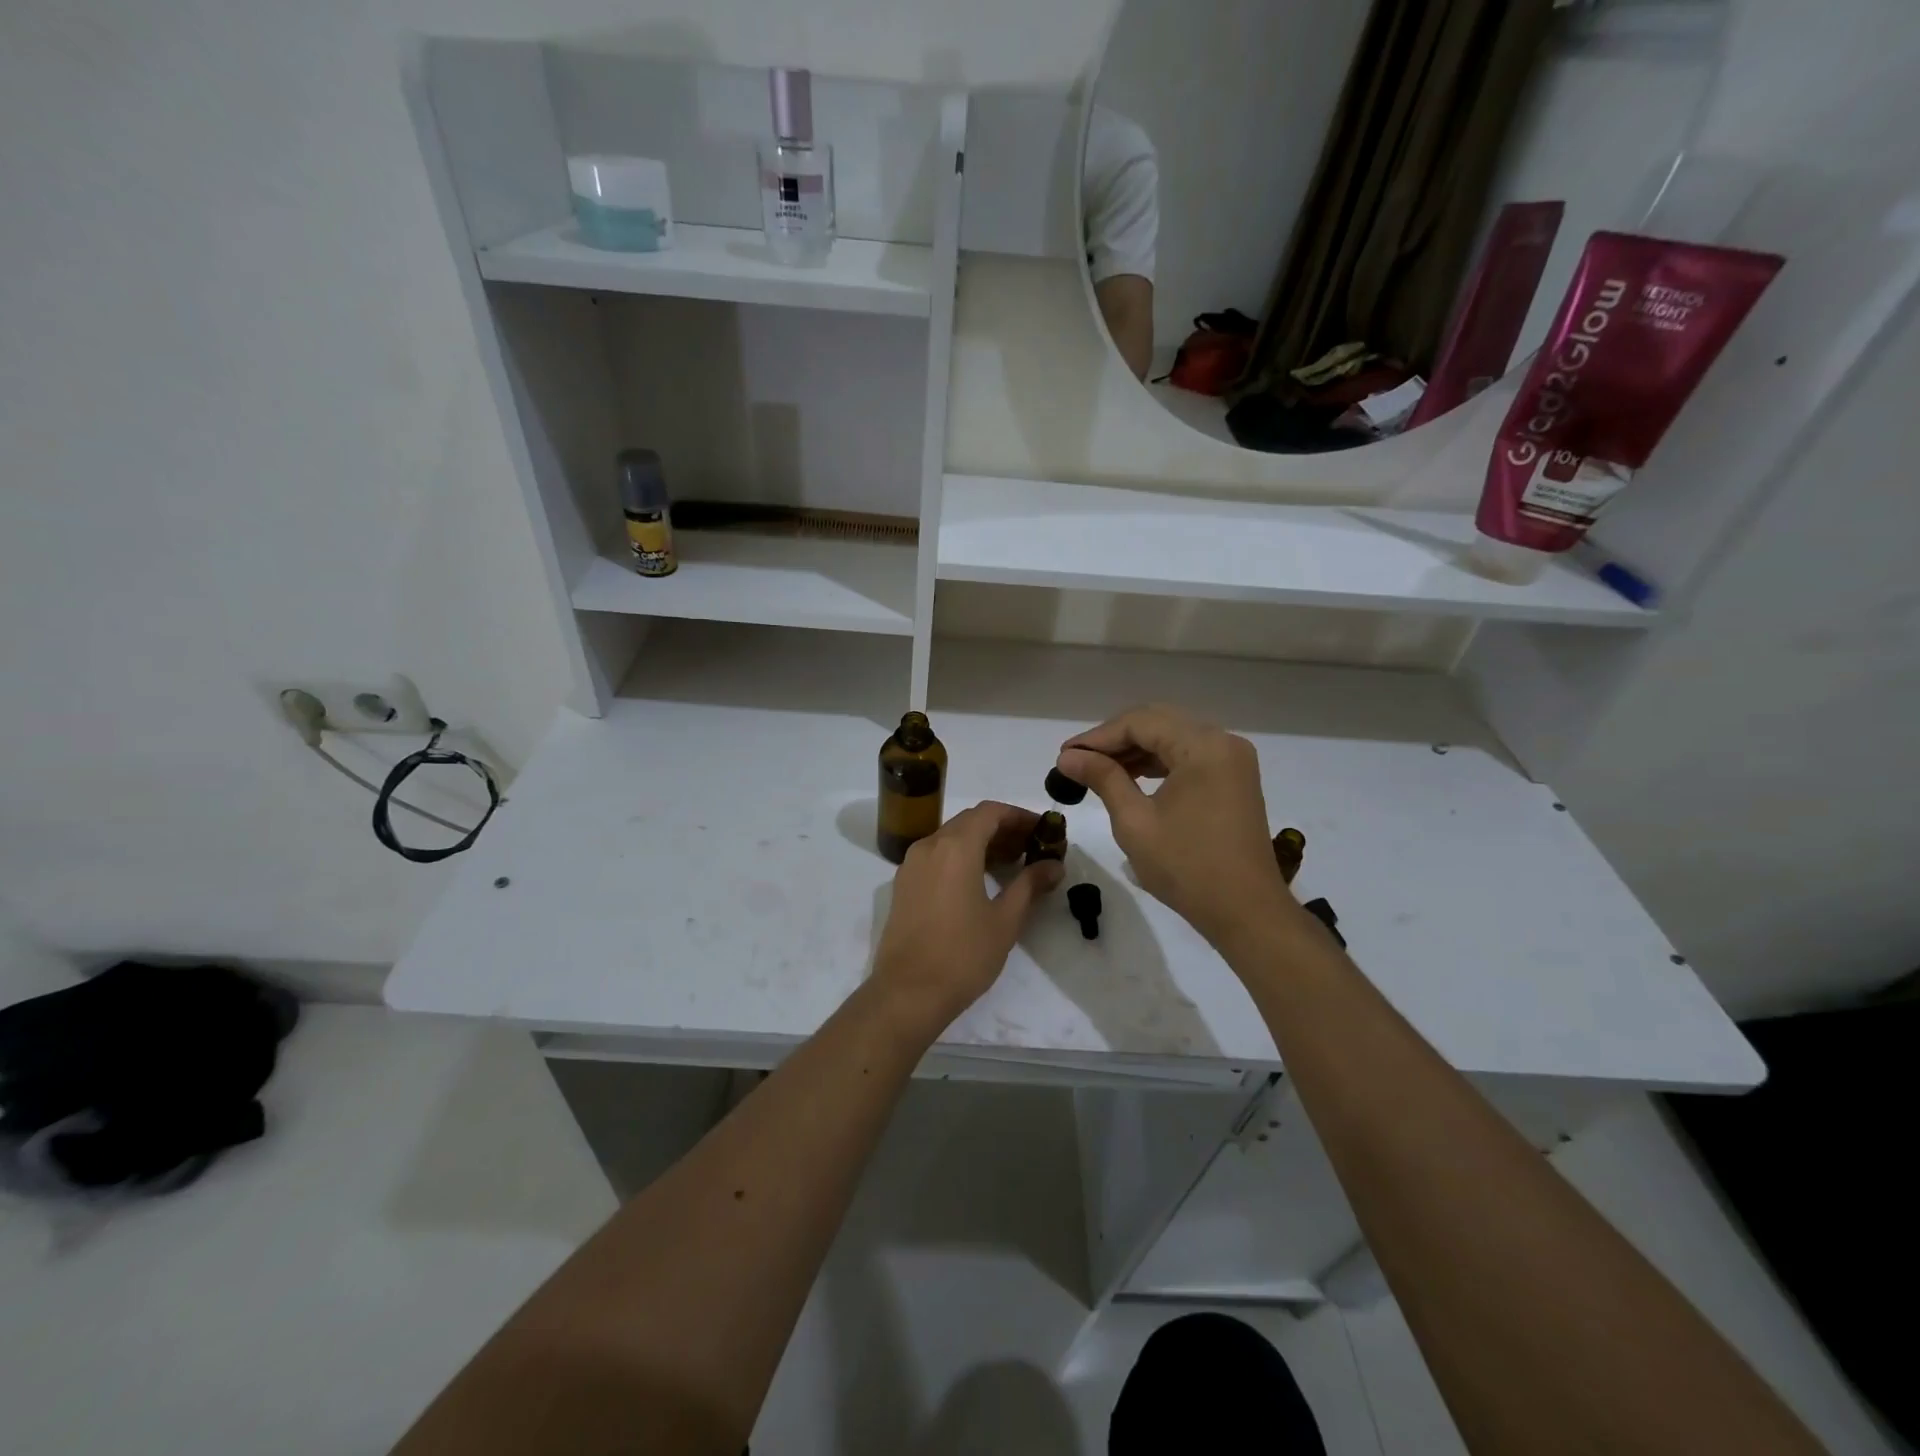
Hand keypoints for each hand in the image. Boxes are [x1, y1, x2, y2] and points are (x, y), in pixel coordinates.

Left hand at [870, 801, 1063, 1028]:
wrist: (907, 993)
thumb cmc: (963, 955)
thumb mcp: (1005, 920)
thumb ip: (1030, 885)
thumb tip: (1054, 865)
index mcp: (955, 847)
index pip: (990, 811)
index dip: (1019, 816)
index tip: (1043, 830)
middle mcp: (929, 846)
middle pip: (969, 822)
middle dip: (1002, 829)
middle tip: (1031, 848)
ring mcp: (911, 865)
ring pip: (950, 838)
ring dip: (981, 843)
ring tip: (1011, 865)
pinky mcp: (903, 885)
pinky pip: (936, 856)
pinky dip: (960, 857)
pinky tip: (979, 881)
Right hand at [1056, 704, 1290, 947]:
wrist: (1246, 912)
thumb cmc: (1186, 867)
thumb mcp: (1135, 821)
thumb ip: (1102, 778)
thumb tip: (1067, 757)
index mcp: (1203, 746)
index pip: (1140, 722)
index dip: (1097, 736)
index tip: (1064, 756)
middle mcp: (1223, 742)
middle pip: (1158, 722)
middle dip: (1115, 739)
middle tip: (1077, 760)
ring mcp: (1232, 760)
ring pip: (1173, 737)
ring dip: (1135, 750)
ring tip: (1096, 771)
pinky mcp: (1234, 779)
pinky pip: (1188, 756)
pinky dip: (1158, 763)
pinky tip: (1130, 777)